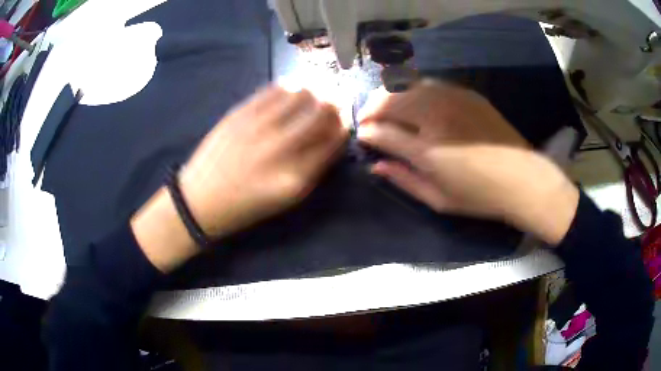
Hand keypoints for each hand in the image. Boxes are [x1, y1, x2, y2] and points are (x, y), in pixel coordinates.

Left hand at [132, 85, 346, 271]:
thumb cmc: (247, 205)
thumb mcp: (288, 198)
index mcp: (296, 176)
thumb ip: (316, 168)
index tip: (343, 123)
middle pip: (324, 110)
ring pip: (303, 93)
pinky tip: (290, 92)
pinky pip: (276, 88)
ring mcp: (259, 125)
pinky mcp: (241, 112)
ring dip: (315, 92)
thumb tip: (334, 137)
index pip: (335, 138)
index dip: (344, 126)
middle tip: (332, 105)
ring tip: (313, 96)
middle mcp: (281, 147)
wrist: (201, 199)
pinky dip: (291, 87)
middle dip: (335, 105)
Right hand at [358, 80, 578, 244]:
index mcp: (428, 150)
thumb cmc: (480, 196)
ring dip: (389, 94)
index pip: (383, 132)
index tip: (361, 134)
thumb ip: (404, 180)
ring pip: (408, 85)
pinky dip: (413, 89)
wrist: (522, 178)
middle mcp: (436, 118)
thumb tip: (376, 165)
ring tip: (385, 105)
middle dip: (371, 107)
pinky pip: (430, 84)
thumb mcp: (438, 200)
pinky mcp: (466, 94)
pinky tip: (414, 100)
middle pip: (390, 100)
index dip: (367, 132)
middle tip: (368, 117)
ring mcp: (452, 100)